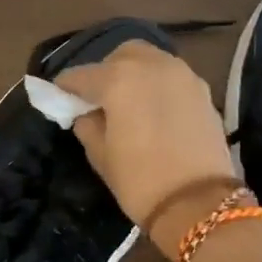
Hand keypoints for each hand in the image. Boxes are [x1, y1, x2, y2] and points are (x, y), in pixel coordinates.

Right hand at [56, 40, 238, 247]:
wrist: (201, 204)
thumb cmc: (140, 180)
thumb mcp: (100, 155)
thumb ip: (87, 124)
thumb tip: (86, 112)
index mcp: (119, 78)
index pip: (80, 75)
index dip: (65, 87)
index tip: (58, 98)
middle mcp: (151, 65)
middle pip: (120, 56)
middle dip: (106, 71)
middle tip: (98, 99)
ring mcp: (182, 74)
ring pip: (150, 61)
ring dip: (135, 74)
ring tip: (128, 103)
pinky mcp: (203, 90)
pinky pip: (172, 77)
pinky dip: (158, 86)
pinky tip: (154, 111)